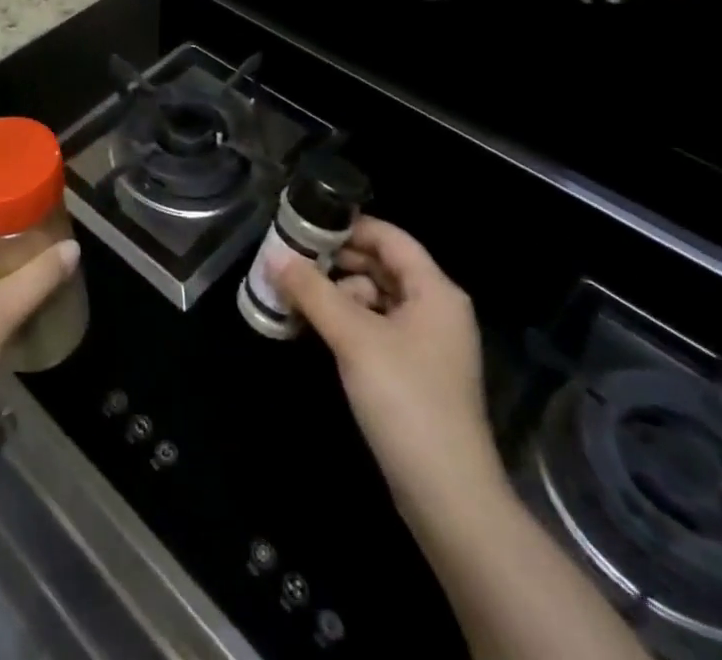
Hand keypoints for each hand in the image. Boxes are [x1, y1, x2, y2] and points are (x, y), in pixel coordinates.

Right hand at [272, 217, 503, 514]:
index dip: (348, 226)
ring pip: (375, 299)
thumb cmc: (406, 399)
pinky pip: (376, 329)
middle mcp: (435, 310)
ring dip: (337, 293)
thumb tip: (273, 255)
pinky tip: (314, 327)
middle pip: (381, 266)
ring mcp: (426, 344)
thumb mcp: (353, 337)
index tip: (303, 224)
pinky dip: (347, 322)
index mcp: (435, 291)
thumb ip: (312, 290)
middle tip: (289, 259)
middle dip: (335, 261)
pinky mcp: (414, 374)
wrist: (449, 497)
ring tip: (294, 294)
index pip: (389, 237)